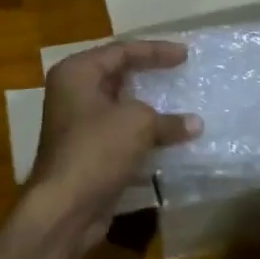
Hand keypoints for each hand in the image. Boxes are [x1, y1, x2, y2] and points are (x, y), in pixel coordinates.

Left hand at [24, 40, 199, 241]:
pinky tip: (169, 138)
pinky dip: (143, 133)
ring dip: (149, 107)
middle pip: (118, 75)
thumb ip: (167, 119)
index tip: (185, 54)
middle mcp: (72, 93)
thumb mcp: (138, 124)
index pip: (121, 51)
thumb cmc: (97, 149)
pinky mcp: (87, 152)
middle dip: (149, 74)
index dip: (155, 50)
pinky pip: (120, 133)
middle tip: (180, 71)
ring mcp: (78, 124)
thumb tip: (194, 124)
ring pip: (120, 106)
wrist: (65, 207)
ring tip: (180, 103)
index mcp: (77, 73)